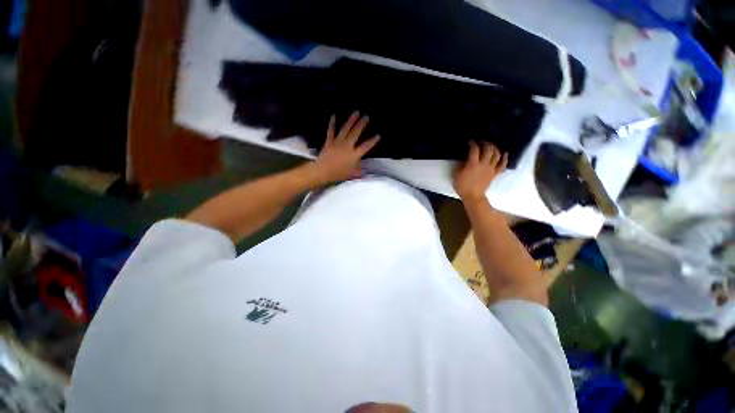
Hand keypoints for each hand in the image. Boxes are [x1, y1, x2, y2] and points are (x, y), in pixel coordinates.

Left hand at [311, 111, 379, 183]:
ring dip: (351, 120)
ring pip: (346, 129)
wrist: (323, 171)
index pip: (365, 146)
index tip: (378, 135)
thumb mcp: (352, 174)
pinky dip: (332, 123)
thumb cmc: (339, 174)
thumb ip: (359, 170)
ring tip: (356, 112)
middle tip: (366, 116)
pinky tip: (334, 115)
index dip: (372, 141)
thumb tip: (364, 170)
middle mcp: (347, 146)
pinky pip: (331, 130)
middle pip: (356, 133)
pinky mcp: (329, 141)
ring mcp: (338, 142)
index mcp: (354, 154)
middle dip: (362, 124)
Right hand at [453, 141, 507, 201]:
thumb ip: (461, 165)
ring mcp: (491, 169)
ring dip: (494, 148)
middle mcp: (484, 164)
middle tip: (481, 142)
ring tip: (490, 146)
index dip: (472, 143)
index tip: (469, 140)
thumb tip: (465, 159)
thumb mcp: (456, 174)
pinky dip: (504, 158)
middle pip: (488, 149)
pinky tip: (504, 153)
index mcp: (473, 164)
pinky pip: (502, 165)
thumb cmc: (462, 186)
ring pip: (496, 155)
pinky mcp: (494, 173)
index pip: (474, 149)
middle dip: (485, 143)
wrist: (473, 196)